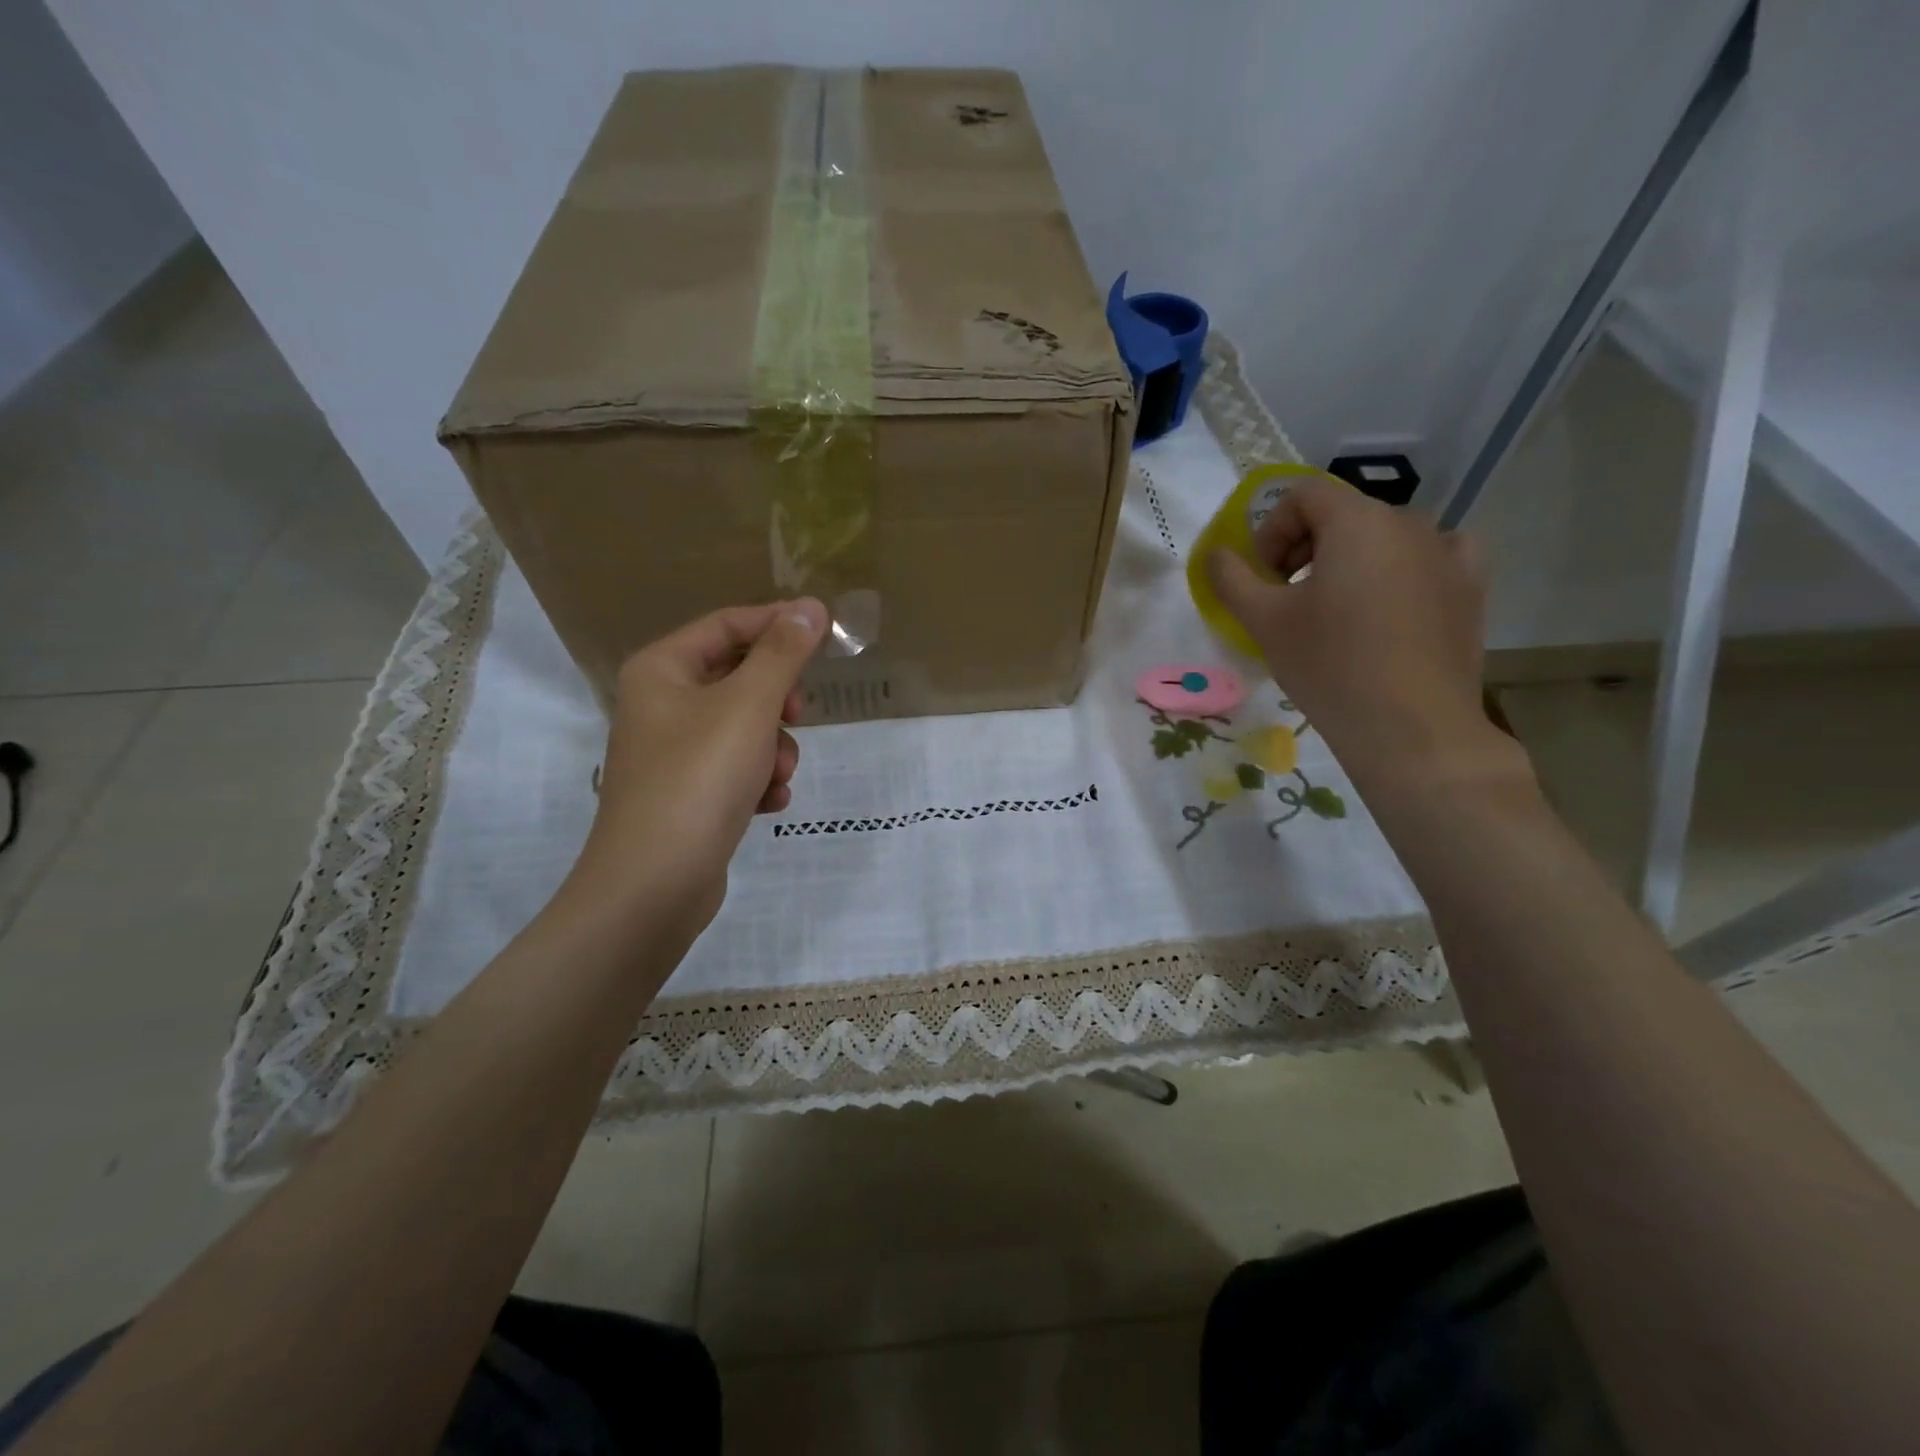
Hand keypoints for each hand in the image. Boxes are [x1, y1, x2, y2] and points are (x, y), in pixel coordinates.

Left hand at [570, 600, 826, 942]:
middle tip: (798, 715)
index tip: (826, 632)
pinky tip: (768, 803)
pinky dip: (758, 780)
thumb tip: (810, 607)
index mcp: (662, 670)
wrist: (654, 884)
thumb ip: (783, 653)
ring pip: (745, 728)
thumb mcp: (749, 706)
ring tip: (777, 775)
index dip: (777, 624)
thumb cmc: (699, 778)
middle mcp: (661, 704)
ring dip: (774, 748)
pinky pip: (736, 768)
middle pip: (739, 678)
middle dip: (777, 701)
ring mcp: (673, 752)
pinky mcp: (688, 794)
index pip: (727, 625)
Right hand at [1207, 477, 1513, 791]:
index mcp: (1357, 521)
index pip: (1302, 495)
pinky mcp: (1470, 589)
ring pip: (1384, 538)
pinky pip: (1433, 558)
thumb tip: (1216, 554)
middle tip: (1286, 597)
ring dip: (1349, 560)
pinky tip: (1392, 600)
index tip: (1261, 578)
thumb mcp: (1264, 622)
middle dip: (1304, 548)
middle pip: (1343, 514)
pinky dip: (1404, 569)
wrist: (1411, 728)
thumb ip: (1231, 578)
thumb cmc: (1329, 666)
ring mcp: (1448, 554)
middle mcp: (1409, 523)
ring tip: (1335, 609)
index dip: (1270, 529)